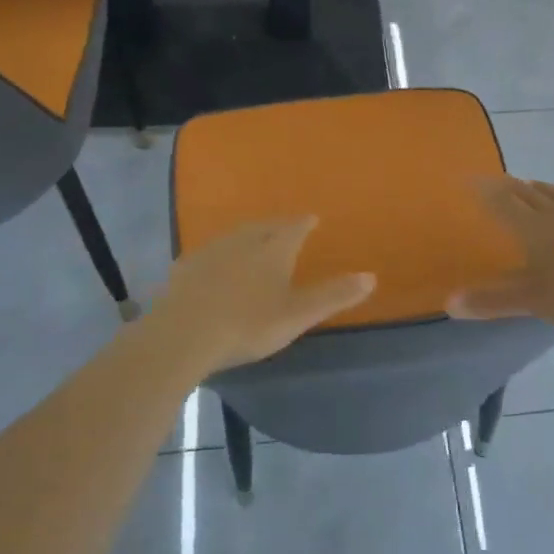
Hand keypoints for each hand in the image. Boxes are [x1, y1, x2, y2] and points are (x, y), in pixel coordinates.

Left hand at [142, 218, 374, 372]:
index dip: (304, 223)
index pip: (293, 228)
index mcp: (273, 249)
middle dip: (276, 226)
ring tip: (254, 241)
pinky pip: (209, 254)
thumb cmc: (247, 324)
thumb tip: (371, 276)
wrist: (182, 335)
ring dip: (247, 236)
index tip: (311, 218)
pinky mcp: (184, 269)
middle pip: (263, 227)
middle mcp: (242, 241)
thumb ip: (333, 296)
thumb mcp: (297, 315)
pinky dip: (220, 255)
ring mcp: (210, 252)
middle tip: (284, 228)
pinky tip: (216, 266)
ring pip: (234, 237)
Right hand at [450, 178, 553, 324]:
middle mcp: (553, 212)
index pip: (500, 203)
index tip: (468, 178)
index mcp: (531, 228)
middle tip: (492, 179)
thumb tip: (449, 303)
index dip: (482, 190)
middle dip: (506, 185)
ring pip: (551, 193)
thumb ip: (492, 301)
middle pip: (525, 193)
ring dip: (534, 187)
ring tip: (525, 184)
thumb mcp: (533, 301)